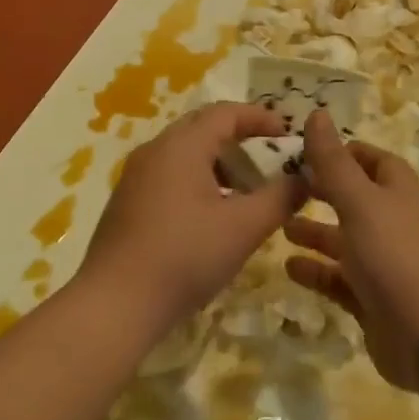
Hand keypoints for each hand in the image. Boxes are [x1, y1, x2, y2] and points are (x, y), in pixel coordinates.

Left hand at [78, 102, 304, 337]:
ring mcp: (136, 176)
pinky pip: (170, 174)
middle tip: (271, 159)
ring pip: (186, 153)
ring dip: (220, 163)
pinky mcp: (127, 202)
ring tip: (247, 192)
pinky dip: (198, 180)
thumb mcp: (244, 228)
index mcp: (182, 145)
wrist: (114, 306)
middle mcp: (156, 149)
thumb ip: (280, 198)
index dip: (261, 118)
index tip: (288, 134)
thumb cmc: (185, 257)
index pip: (227, 113)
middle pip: (204, 128)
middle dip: (241, 139)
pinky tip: (212, 215)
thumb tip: (305, 178)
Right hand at [283, 110, 418, 389]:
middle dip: (323, 191)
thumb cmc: (394, 255)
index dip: (343, 152)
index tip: (307, 151)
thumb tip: (317, 113)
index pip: (372, 160)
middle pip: (356, 198)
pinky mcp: (375, 300)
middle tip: (285, 187)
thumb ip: (334, 161)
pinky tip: (289, 268)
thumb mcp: (359, 201)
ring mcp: (386, 263)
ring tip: (280, 226)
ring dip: (315, 232)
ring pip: (346, 240)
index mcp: (399, 191)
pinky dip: (317, 271)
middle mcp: (395, 222)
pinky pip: (341, 279)